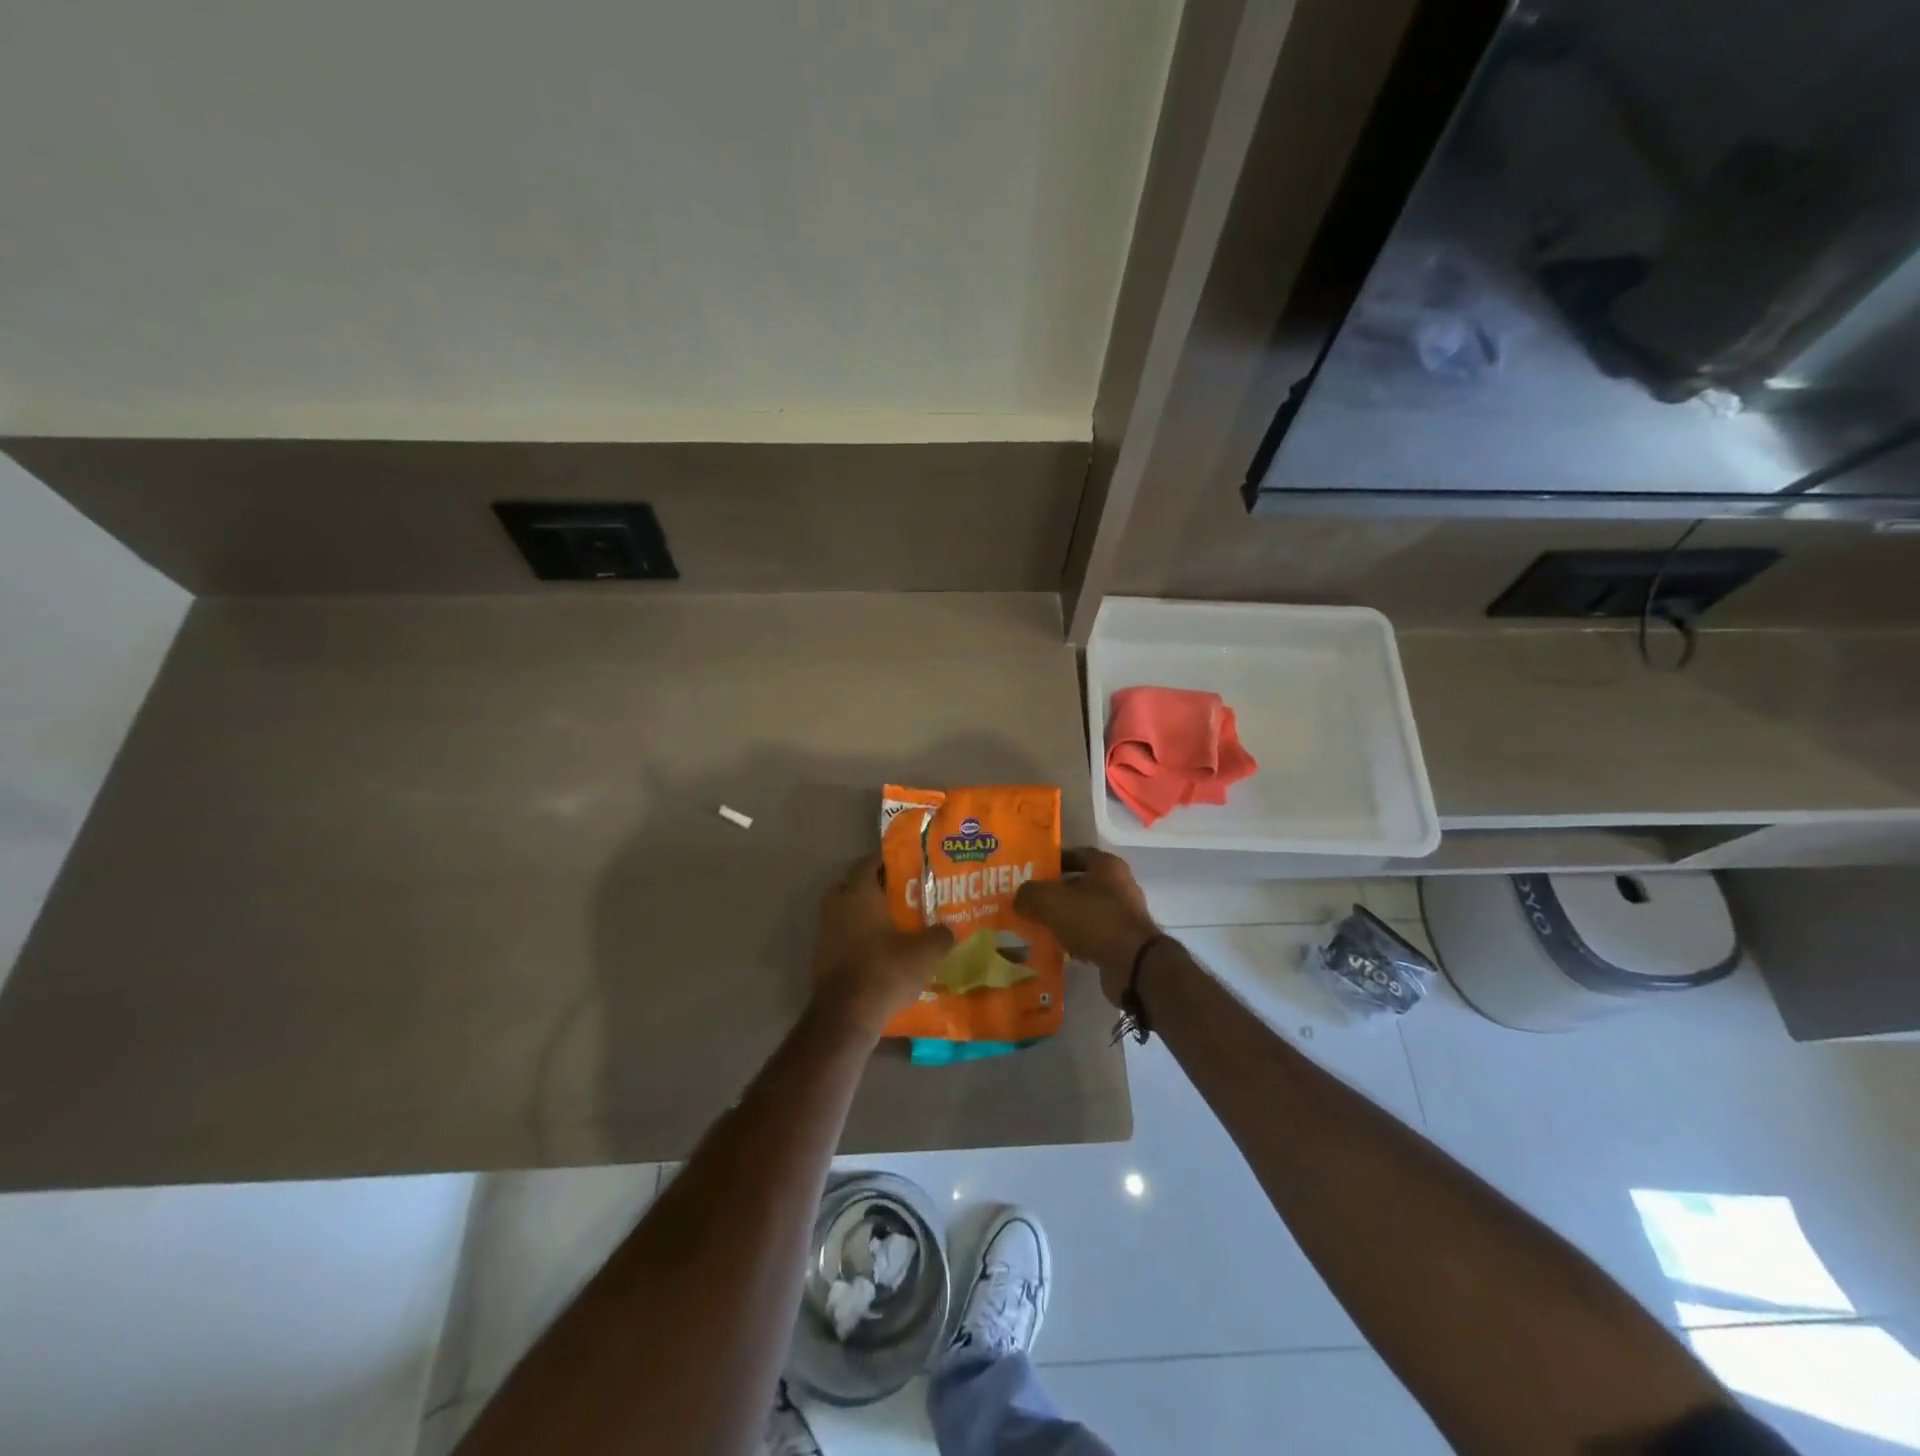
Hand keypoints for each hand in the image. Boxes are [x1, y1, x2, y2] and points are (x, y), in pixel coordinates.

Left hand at [811, 854, 954, 1037]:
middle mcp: (837, 906)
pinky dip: (859, 937)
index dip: (889, 860)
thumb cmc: (885, 971)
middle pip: (854, 885)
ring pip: (847, 911)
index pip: (869, 862)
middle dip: (875, 887)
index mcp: (858, 893)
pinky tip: (881, 951)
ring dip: (866, 914)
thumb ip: (940, 935)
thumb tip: (949, 929)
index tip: (909, 864)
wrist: (846, 1016)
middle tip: (902, 894)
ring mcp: (825, 932)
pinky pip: (843, 935)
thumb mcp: (925, 952)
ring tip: (895, 923)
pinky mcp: (822, 957)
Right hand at [1014, 847, 1160, 1006]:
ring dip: (1064, 918)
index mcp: (1107, 865)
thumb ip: (1030, 893)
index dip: (1052, 862)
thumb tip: (1019, 898)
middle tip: (1030, 902)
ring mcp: (1124, 913)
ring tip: (1039, 927)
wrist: (1132, 964)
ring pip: (1085, 910)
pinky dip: (1076, 939)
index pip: (1075, 854)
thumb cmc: (1093, 920)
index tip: (1030, 873)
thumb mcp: (1051, 900)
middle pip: (1080, 883)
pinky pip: (1093, 933)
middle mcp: (1119, 884)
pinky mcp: (1124, 940)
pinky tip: (1058, 948)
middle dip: (1055, 893)